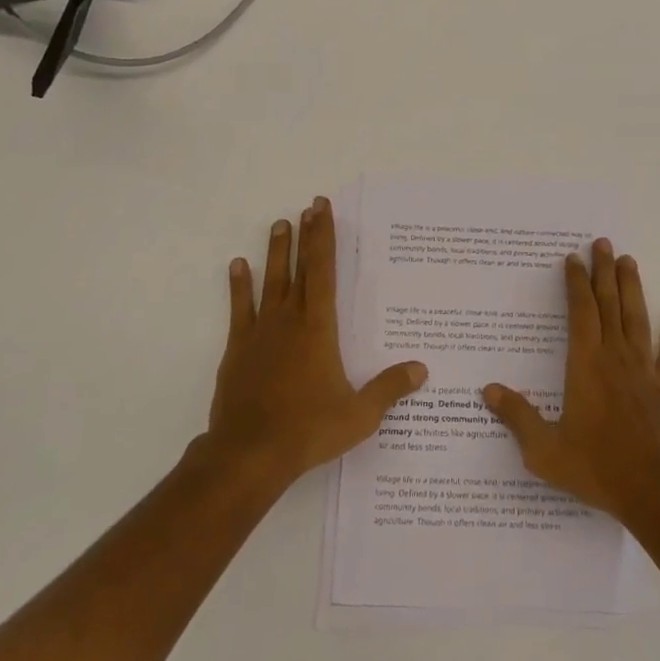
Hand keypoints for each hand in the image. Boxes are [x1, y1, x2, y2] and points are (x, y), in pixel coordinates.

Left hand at [201, 196, 427, 489]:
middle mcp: (290, 320)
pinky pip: (240, 308)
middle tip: (308, 207)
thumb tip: (422, 368)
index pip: (323, 272)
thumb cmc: (308, 430)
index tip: (321, 210)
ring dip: (275, 252)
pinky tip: (237, 265)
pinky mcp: (238, 349)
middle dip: (305, 235)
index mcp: (319, 328)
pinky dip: (239, 286)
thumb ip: (389, 388)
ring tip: (278, 224)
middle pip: (299, 268)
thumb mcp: (359, 414)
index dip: (323, 238)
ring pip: (270, 281)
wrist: (249, 453)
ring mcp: (261, 332)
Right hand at [481, 238, 659, 526]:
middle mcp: (616, 358)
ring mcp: (646, 371)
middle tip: (602, 243)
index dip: (575, 283)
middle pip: (609, 304)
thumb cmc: (598, 469)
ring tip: (629, 261)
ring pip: (637, 319)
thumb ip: (517, 417)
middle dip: (603, 272)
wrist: (658, 494)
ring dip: (632, 288)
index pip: (580, 312)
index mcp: (586, 365)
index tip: (573, 259)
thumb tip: (488, 389)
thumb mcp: (545, 450)